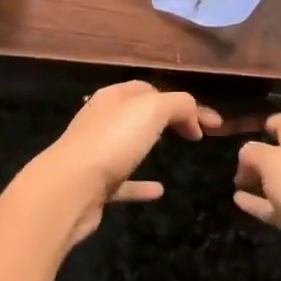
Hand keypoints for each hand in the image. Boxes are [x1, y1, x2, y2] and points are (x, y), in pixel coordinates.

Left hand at [33, 81, 220, 243]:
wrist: (68, 189)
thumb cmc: (112, 141)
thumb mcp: (153, 110)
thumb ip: (180, 105)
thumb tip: (194, 119)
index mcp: (113, 97)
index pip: (150, 89)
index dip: (183, 102)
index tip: (212, 123)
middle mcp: (101, 120)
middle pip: (138, 114)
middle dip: (166, 119)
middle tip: (195, 133)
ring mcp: (96, 152)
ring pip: (128, 144)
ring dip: (150, 147)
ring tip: (177, 153)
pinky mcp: (94, 185)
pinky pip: (124, 181)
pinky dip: (141, 185)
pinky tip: (159, 191)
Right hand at [233, 114, 280, 280]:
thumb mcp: (272, 161)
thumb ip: (253, 153)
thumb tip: (246, 156)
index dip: (268, 122)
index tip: (246, 127)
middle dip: (262, 153)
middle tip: (236, 159)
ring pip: (280, 181)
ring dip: (259, 180)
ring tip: (235, 182)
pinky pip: (276, 207)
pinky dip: (258, 203)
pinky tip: (238, 202)